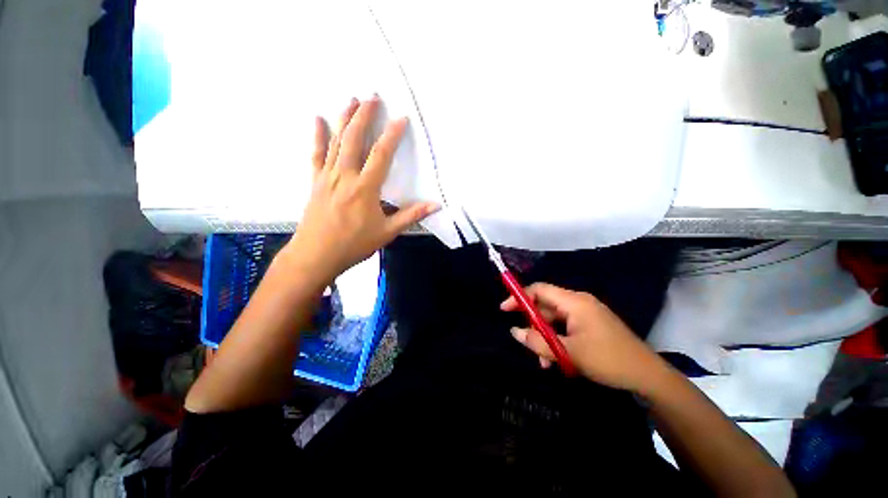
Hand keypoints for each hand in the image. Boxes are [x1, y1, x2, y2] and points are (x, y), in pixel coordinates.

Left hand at [283, 96, 438, 282]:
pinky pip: (316, 154)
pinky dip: (317, 136)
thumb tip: (435, 206)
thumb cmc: (354, 245)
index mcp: (365, 188)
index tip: (401, 118)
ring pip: (335, 142)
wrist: (316, 256)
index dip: (392, 135)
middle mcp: (345, 176)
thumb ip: (410, 216)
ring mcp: (327, 177)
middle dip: (364, 116)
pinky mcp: (316, 182)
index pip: (381, 155)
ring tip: (352, 100)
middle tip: (373, 97)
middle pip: (354, 139)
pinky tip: (317, 119)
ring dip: (344, 119)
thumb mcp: (387, 232)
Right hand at [501, 283, 667, 391]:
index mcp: (574, 302)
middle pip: (545, 305)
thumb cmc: (608, 360)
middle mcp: (578, 302)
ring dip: (545, 337)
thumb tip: (514, 331)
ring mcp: (585, 314)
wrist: (648, 376)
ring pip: (554, 320)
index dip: (519, 297)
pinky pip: (565, 327)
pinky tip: (557, 359)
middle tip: (524, 341)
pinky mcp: (590, 325)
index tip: (504, 310)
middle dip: (533, 324)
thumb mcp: (569, 353)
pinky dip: (557, 340)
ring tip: (544, 361)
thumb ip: (538, 341)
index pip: (539, 289)